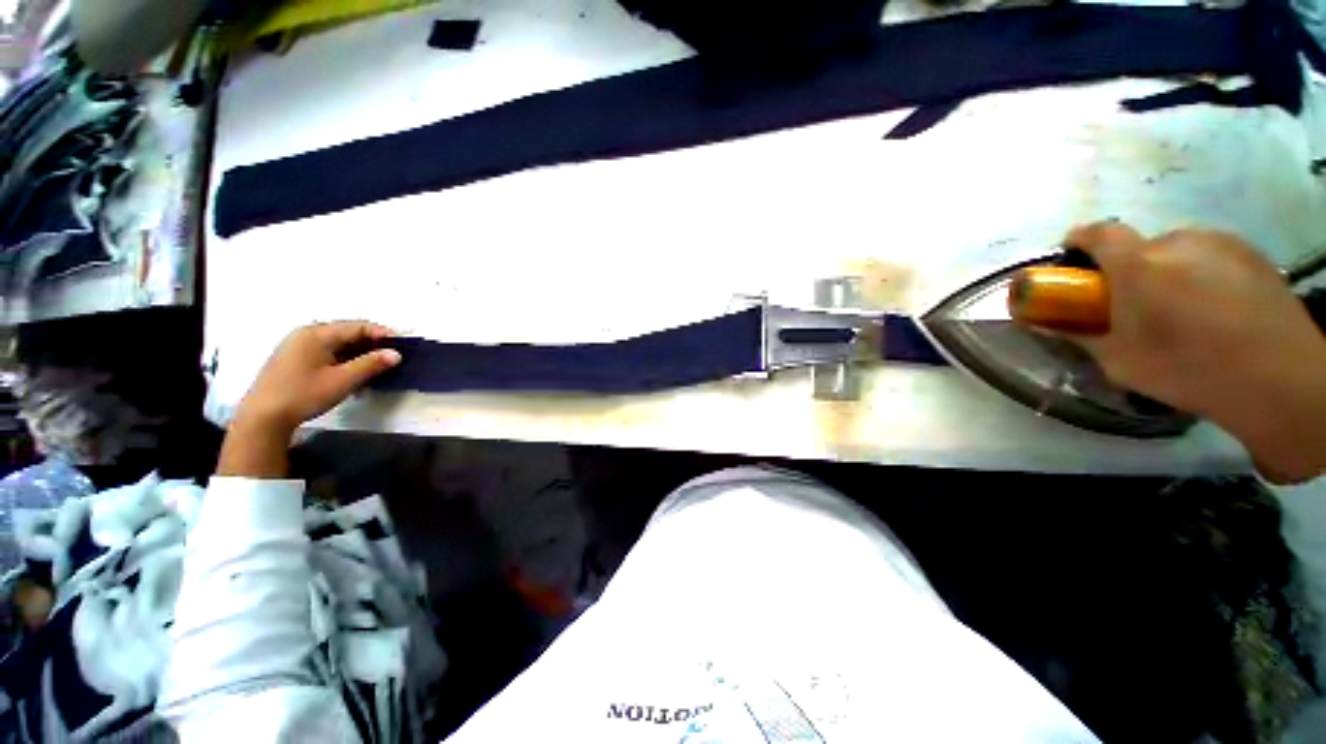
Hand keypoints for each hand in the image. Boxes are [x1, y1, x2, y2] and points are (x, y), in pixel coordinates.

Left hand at [218, 321, 399, 477]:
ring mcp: (297, 345)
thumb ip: (371, 364)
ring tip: (375, 368)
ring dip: (358, 353)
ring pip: (337, 343)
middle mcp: (306, 333)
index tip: (402, 346)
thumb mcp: (343, 380)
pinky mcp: (293, 358)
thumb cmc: (304, 394)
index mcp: (317, 333)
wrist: (263, 416)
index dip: (382, 334)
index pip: (358, 326)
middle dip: (371, 344)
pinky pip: (326, 351)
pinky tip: (352, 373)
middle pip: (347, 332)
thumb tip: (396, 354)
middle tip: (391, 358)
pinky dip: (343, 359)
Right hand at [1062, 222, 1325, 481]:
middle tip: (1138, 307)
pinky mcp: (1251, 252)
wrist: (1280, 381)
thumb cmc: (1189, 371)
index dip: (1080, 241)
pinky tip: (1217, 310)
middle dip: (1130, 270)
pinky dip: (1201, 274)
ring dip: (1168, 272)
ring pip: (1177, 250)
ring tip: (1185, 313)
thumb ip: (1079, 335)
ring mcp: (1220, 243)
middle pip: (1140, 246)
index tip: (1074, 261)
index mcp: (1139, 265)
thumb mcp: (1119, 361)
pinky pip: (1210, 255)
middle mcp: (1178, 241)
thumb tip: (1043, 323)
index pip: (1097, 233)